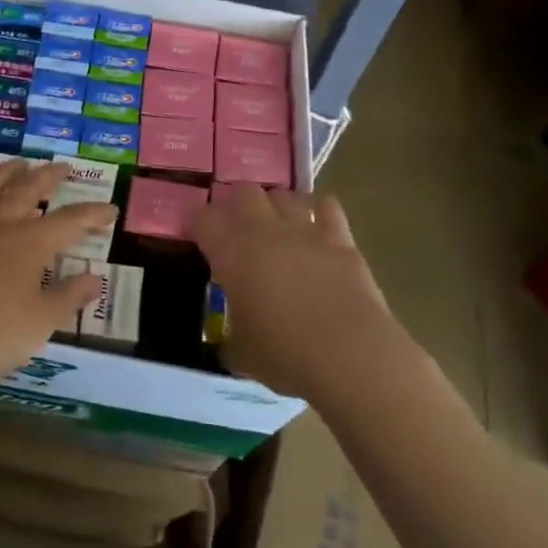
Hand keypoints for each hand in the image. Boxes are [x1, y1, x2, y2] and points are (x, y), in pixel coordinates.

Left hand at [0, 158, 117, 387]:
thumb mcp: (43, 321)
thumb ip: (70, 296)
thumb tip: (95, 278)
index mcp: (30, 243)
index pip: (70, 221)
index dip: (93, 213)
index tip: (110, 209)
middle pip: (27, 190)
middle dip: (49, 177)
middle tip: (63, 168)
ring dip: (6, 173)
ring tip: (19, 163)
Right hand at [192, 184, 397, 402]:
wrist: (349, 353)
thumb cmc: (285, 355)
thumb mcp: (242, 354)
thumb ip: (231, 338)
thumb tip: (230, 343)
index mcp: (231, 254)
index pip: (203, 219)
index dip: (198, 225)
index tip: (200, 238)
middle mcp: (264, 231)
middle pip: (243, 192)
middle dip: (237, 205)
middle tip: (238, 229)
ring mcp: (304, 230)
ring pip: (283, 194)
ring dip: (276, 205)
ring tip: (277, 225)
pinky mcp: (340, 238)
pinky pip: (326, 206)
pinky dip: (318, 210)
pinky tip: (317, 226)